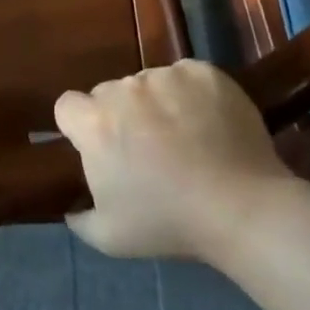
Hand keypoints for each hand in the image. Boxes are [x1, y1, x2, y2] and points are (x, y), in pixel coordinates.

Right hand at [55, 59, 289, 261]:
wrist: (242, 207)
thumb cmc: (169, 222)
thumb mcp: (111, 237)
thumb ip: (81, 218)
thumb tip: (71, 209)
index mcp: (95, 123)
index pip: (67, 106)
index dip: (80, 125)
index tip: (100, 147)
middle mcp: (124, 89)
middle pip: (109, 93)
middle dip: (121, 115)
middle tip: (147, 149)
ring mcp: (166, 75)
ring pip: (149, 84)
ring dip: (157, 104)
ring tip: (185, 137)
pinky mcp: (203, 72)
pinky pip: (185, 77)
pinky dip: (191, 94)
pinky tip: (208, 123)